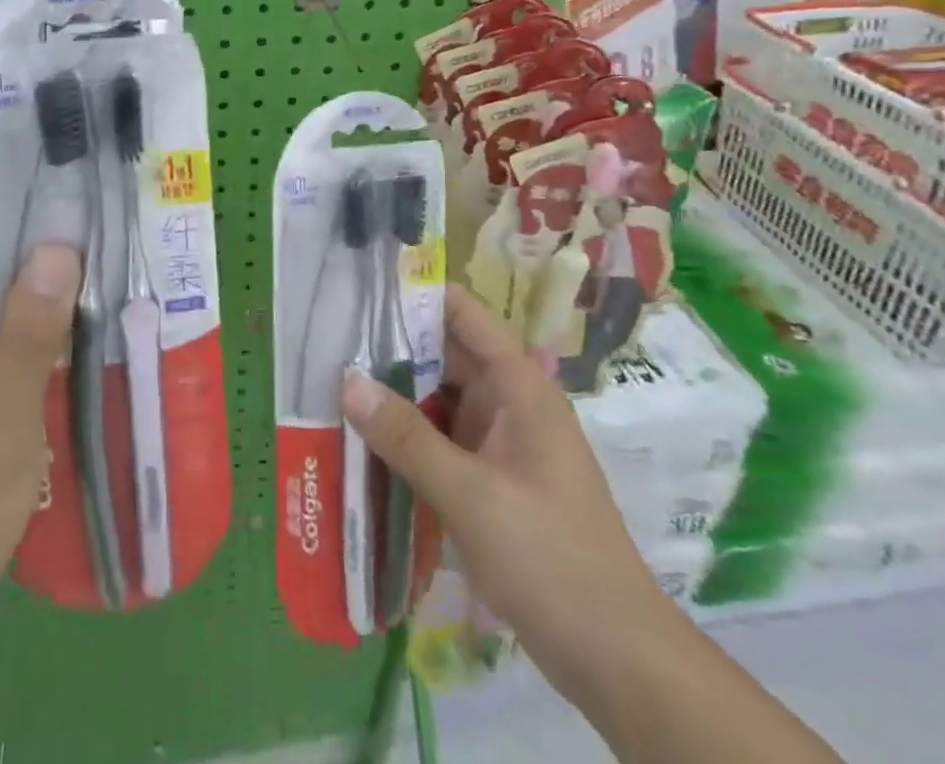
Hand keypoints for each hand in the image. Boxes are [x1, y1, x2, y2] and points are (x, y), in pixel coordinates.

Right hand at [341, 285, 671, 701]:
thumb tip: (348, 380)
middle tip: (329, 340)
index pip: (463, 315)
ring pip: (440, 401)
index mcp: (518, 387)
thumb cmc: (549, 557)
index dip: (417, 295)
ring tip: (333, 384)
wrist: (615, 657)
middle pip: (445, 357)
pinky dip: (409, 437)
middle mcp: (509, 403)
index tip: (362, 287)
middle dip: (393, 348)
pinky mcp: (492, 480)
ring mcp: (501, 443)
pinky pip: (442, 441)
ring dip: (396, 396)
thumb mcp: (470, 494)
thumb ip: (407, 437)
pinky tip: (365, 442)